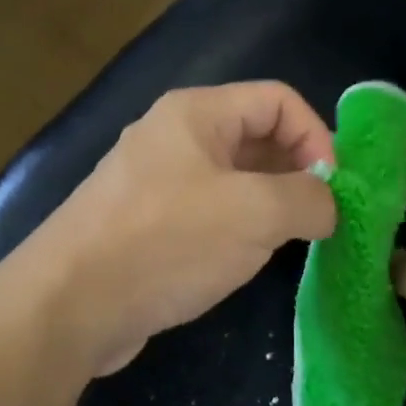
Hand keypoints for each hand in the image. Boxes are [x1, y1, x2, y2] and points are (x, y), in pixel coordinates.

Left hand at [27, 83, 337, 376]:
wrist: (70, 304)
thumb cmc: (167, 242)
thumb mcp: (255, 214)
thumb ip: (309, 199)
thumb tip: (328, 205)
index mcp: (196, 113)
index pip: (278, 100)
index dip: (317, 136)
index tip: (335, 191)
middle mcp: (173, 137)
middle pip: (255, 136)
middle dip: (296, 172)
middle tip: (322, 219)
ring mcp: (154, 182)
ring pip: (232, 179)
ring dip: (269, 204)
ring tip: (292, 241)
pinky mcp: (145, 224)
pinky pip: (206, 212)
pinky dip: (236, 228)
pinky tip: (245, 260)